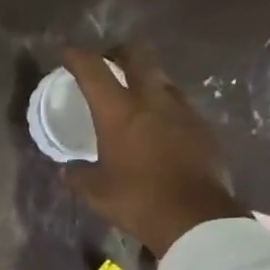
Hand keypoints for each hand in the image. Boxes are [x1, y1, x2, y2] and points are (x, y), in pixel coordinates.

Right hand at [60, 45, 247, 256]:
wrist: (195, 218)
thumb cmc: (138, 201)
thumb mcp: (96, 193)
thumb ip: (78, 176)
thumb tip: (67, 169)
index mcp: (119, 112)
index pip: (94, 70)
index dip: (77, 56)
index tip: (66, 51)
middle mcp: (152, 100)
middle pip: (138, 55)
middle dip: (120, 51)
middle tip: (109, 63)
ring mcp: (183, 110)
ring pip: (163, 78)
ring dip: (147, 79)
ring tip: (136, 97)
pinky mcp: (203, 127)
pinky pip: (180, 105)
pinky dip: (165, 107)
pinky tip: (160, 127)